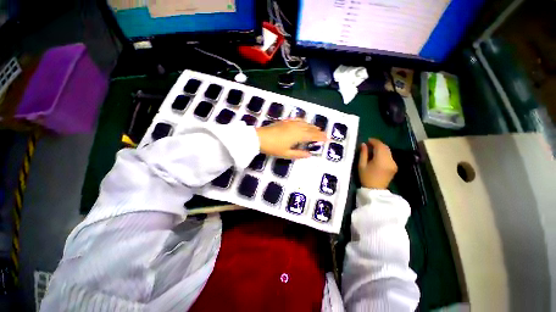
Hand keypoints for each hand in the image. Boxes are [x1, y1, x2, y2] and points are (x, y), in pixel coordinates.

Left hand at [255, 119, 326, 158]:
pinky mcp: (285, 122)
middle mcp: (296, 128)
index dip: (320, 137)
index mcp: (298, 136)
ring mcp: (290, 123)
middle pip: (310, 128)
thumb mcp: (286, 154)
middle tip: (325, 134)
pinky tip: (304, 122)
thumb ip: (299, 154)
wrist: (260, 138)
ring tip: (317, 128)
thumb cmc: (273, 147)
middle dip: (318, 131)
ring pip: (304, 123)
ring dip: (312, 126)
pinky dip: (303, 121)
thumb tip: (310, 155)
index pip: (312, 136)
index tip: (328, 139)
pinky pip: (297, 120)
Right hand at [358, 138, 397, 188]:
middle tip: (369, 143)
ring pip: (388, 151)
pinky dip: (384, 153)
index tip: (368, 140)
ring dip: (381, 148)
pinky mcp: (394, 166)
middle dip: (378, 144)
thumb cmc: (366, 177)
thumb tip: (363, 144)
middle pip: (385, 147)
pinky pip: (389, 156)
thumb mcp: (361, 165)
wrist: (375, 190)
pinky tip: (377, 155)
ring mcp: (394, 163)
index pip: (380, 146)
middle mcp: (390, 160)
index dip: (374, 141)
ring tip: (372, 149)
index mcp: (381, 160)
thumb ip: (363, 153)